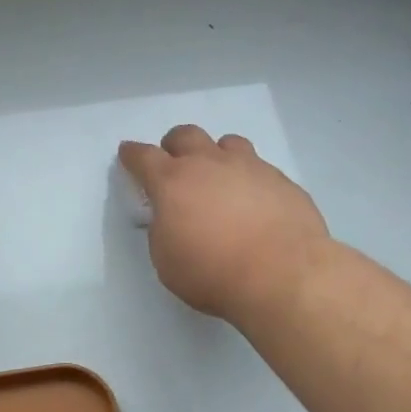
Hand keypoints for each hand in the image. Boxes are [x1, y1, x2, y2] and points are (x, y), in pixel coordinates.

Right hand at [118, 125, 329, 324]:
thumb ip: (162, 231)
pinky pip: (259, 167)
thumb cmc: (212, 273)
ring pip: (227, 143)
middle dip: (174, 146)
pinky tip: (254, 203)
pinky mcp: (281, 180)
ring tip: (219, 178)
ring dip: (216, 155)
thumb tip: (171, 218)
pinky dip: (249, 178)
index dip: (132, 154)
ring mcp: (249, 167)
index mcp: (172, 182)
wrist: (282, 275)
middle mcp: (209, 164)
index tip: (128, 153)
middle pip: (186, 135)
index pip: (143, 157)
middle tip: (174, 164)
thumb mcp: (167, 260)